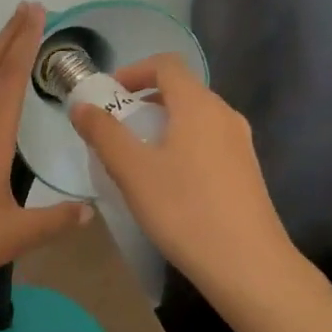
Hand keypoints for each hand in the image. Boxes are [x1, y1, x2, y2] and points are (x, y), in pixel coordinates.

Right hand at [70, 54, 296, 301]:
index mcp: (198, 105)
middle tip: (115, 128)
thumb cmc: (185, 210)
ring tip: (137, 157)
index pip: (166, 64)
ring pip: (195, 117)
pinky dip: (182, 144)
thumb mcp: (132, 170)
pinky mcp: (246, 171)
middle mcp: (224, 115)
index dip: (133, 71)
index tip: (108, 96)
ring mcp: (240, 144)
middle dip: (144, 101)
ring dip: (162, 125)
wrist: (249, 267)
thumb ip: (103, 133)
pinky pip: (208, 141)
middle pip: (181, 89)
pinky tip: (167, 182)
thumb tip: (81, 106)